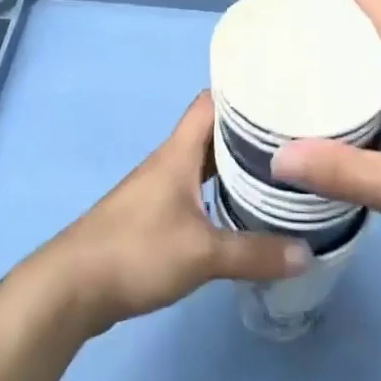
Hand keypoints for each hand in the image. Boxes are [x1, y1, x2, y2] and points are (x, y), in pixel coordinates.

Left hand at [40, 92, 309, 336]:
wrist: (71, 287)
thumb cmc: (136, 252)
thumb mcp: (202, 254)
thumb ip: (255, 253)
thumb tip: (308, 252)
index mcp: (179, 152)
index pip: (212, 102)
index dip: (243, 94)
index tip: (280, 98)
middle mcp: (170, 161)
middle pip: (212, 132)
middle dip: (248, 132)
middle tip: (291, 139)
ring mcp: (159, 188)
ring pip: (203, 162)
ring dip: (233, 164)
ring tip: (276, 171)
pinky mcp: (152, 215)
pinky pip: (194, 189)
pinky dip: (218, 191)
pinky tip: (239, 211)